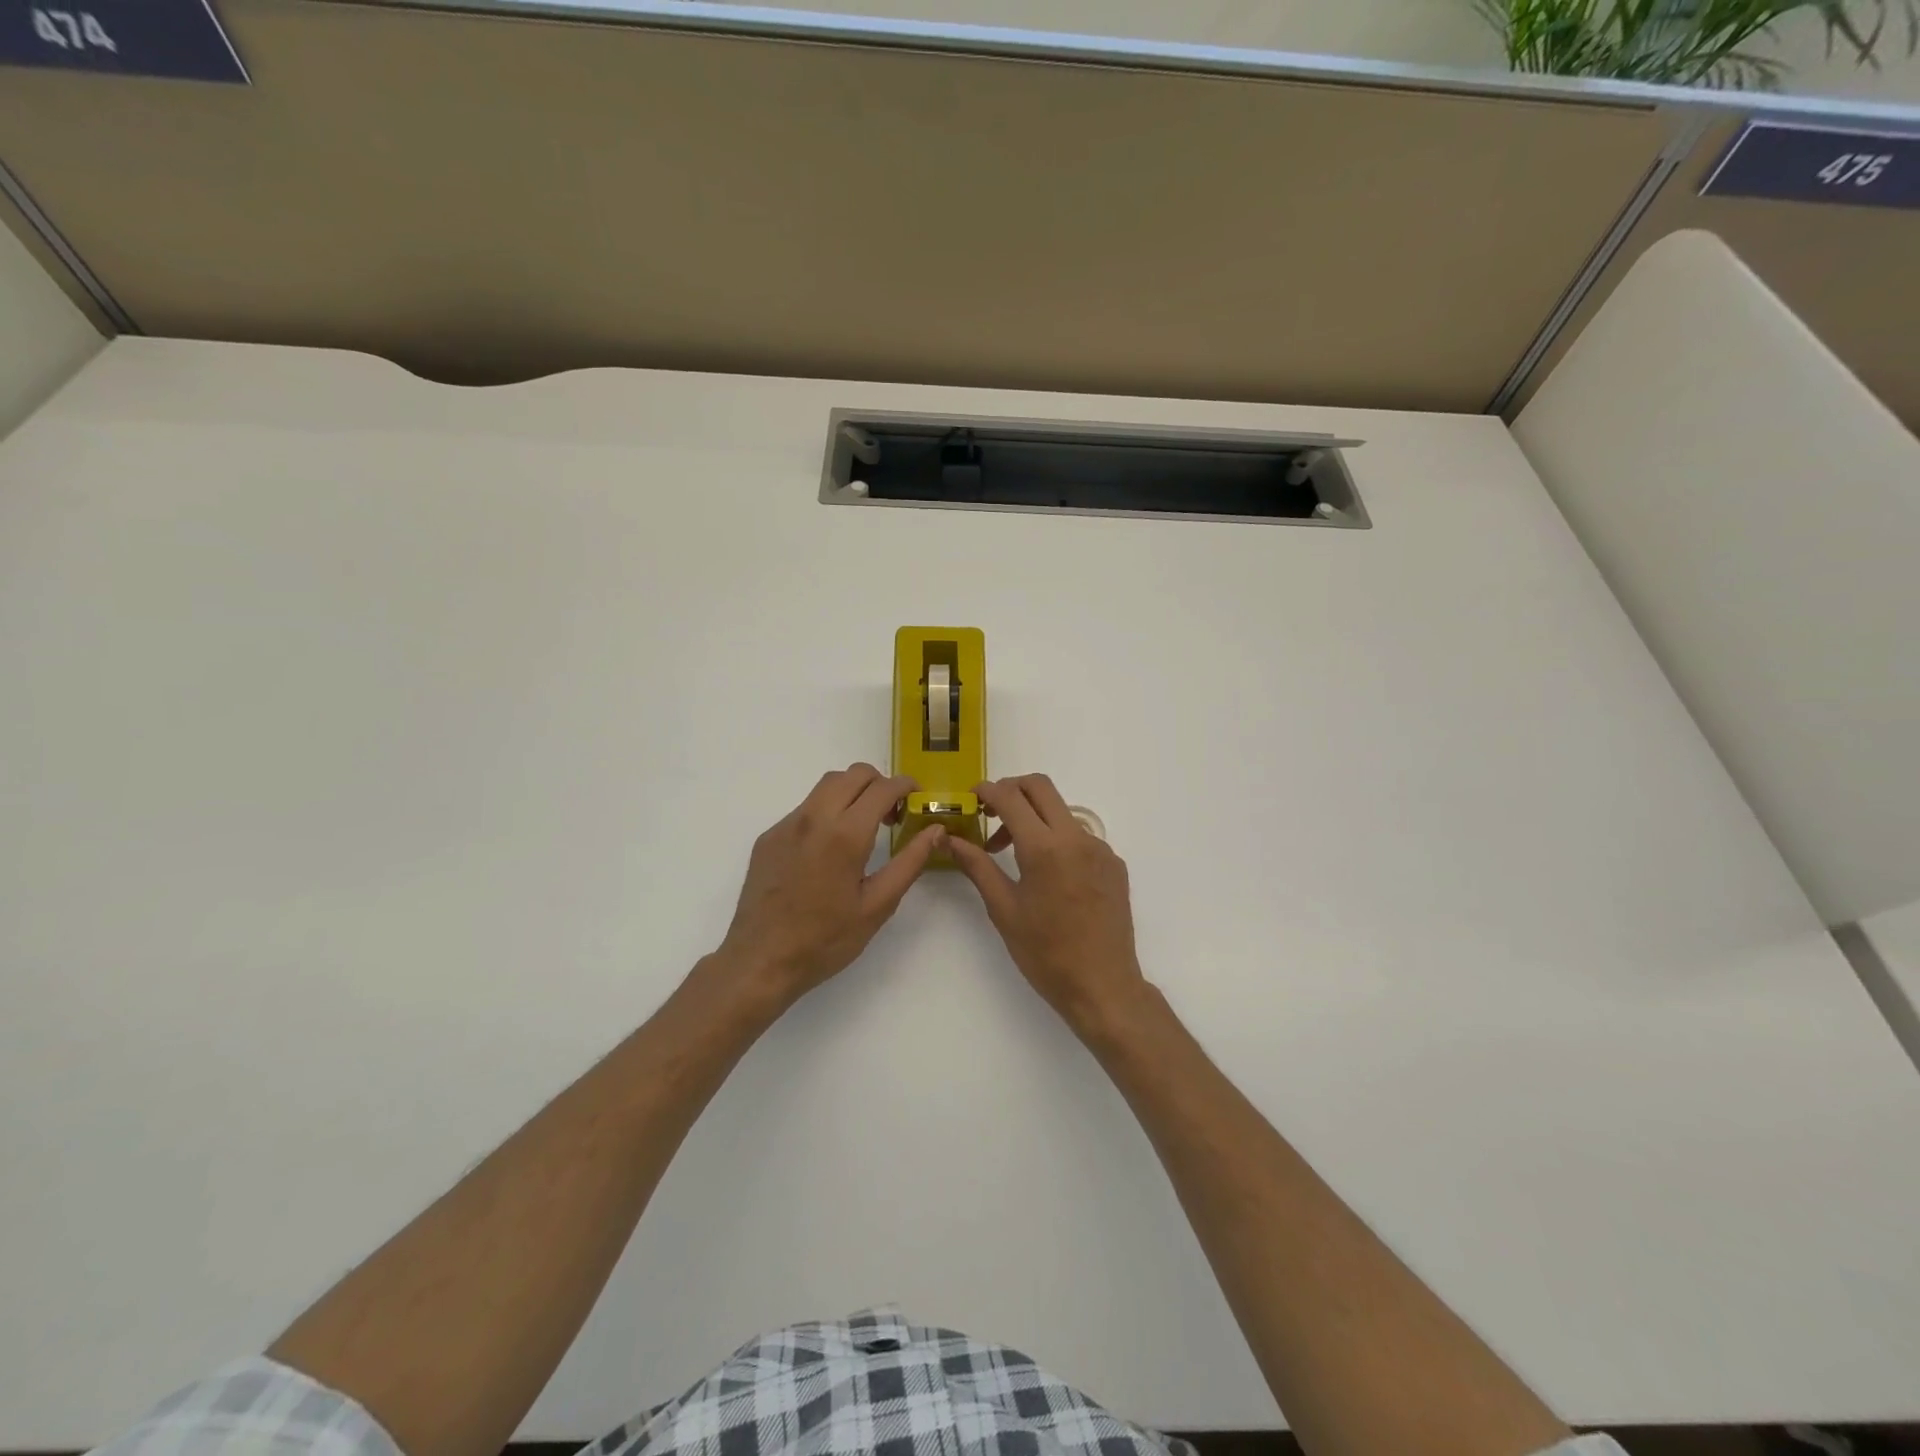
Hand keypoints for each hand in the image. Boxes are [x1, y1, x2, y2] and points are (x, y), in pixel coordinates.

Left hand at [716, 763, 943, 1008]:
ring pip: (826, 785)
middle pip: (853, 774)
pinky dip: (827, 812)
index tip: (917, 799)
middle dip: (880, 784)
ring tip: (863, 828)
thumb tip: (935, 831)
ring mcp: (787, 825)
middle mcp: (813, 818)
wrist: (760, 961)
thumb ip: (910, 862)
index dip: (906, 786)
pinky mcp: (769, 837)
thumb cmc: (825, 939)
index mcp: (845, 834)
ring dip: (852, 793)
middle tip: (892, 815)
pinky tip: (829, 850)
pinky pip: (805, 808)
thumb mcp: (877, 905)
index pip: (883, 787)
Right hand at [949, 774, 1147, 1034]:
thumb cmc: (1045, 953)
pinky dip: (1057, 839)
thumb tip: (949, 839)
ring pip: (1061, 811)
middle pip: (1041, 787)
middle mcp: (1076, 838)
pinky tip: (1047, 874)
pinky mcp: (1114, 864)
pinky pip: (1080, 836)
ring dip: (1034, 817)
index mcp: (1045, 848)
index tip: (971, 800)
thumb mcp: (1004, 909)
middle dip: (1011, 790)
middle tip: (990, 814)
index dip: (986, 792)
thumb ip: (977, 866)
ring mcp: (1100, 848)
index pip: (1011, 797)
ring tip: (1013, 854)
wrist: (1103, 986)